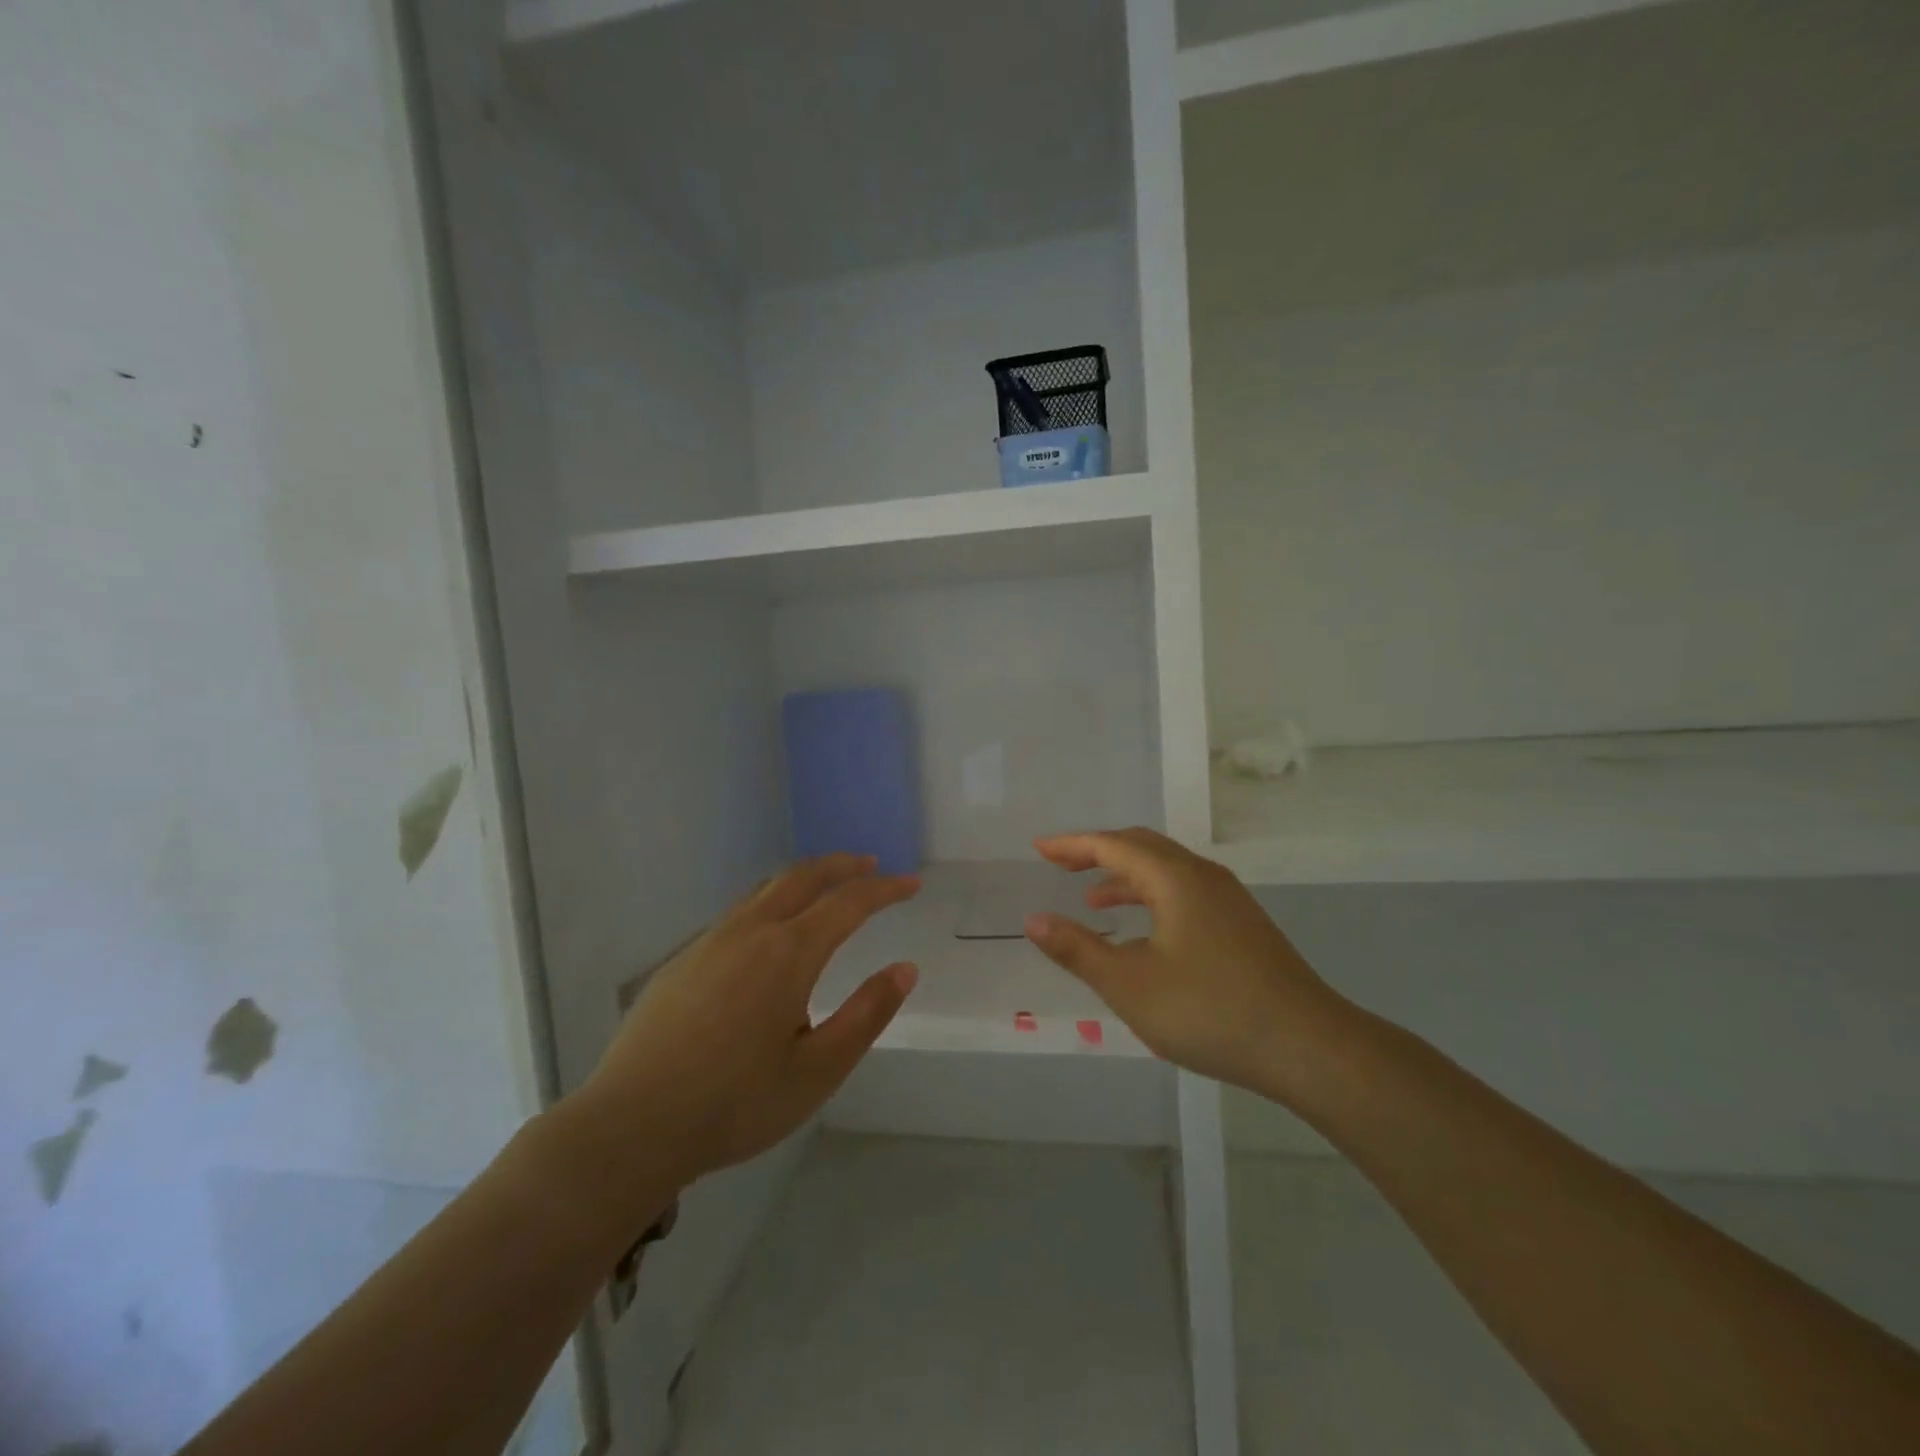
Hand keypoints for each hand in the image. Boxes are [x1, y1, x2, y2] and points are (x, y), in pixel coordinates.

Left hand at [566, 855, 919, 1201]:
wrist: (630, 1126)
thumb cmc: (735, 1104)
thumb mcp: (818, 1071)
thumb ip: (866, 1015)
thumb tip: (904, 968)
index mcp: (788, 954)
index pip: (848, 903)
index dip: (884, 889)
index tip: (911, 884)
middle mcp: (750, 932)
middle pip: (802, 877)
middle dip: (841, 866)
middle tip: (869, 864)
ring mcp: (709, 942)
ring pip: (765, 890)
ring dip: (803, 880)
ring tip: (824, 889)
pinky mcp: (682, 961)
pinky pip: (737, 914)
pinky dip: (770, 903)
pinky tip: (768, 935)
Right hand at [1024, 827, 1349, 1098]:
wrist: (1308, 1047)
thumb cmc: (1209, 1011)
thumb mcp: (1129, 984)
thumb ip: (1077, 950)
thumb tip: (1034, 920)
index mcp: (1174, 879)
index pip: (1112, 845)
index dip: (1072, 845)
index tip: (1039, 849)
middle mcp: (1203, 876)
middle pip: (1142, 846)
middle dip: (1098, 851)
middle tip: (1061, 864)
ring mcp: (1229, 899)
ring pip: (1167, 869)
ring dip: (1126, 875)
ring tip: (1094, 899)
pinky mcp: (1242, 924)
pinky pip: (1184, 891)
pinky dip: (1152, 896)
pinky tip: (1145, 932)